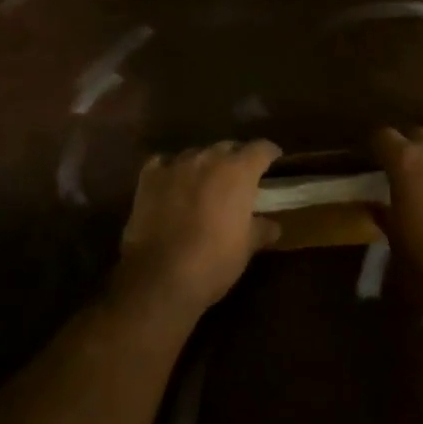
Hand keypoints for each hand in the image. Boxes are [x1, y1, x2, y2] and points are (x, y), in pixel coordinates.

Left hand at [117, 140, 282, 316]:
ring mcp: (176, 165)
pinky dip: (171, 169)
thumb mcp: (246, 248)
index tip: (273, 160)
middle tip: (239, 178)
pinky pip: (164, 162)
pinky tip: (172, 182)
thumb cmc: (213, 261)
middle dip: (235, 158)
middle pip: (227, 147)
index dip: (269, 153)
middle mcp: (208, 159)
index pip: (261, 149)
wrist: (161, 276)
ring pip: (196, 153)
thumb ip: (261, 229)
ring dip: (204, 164)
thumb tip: (273, 225)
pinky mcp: (149, 177)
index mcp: (238, 171)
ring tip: (205, 182)